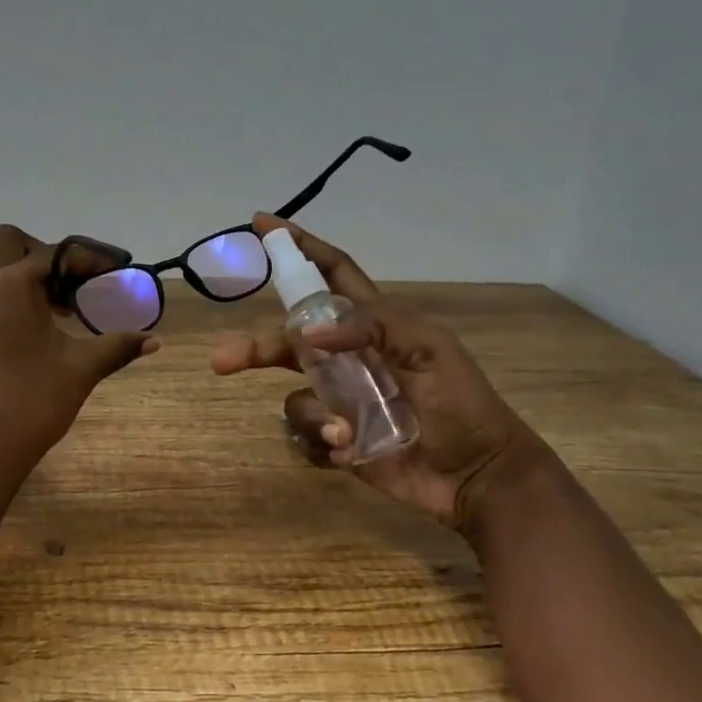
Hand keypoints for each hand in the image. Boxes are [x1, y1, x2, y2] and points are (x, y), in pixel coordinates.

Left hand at [0, 224, 159, 462]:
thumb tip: (154, 340)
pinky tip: (22, 337)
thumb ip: (117, 345)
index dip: (87, 260)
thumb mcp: (82, 368)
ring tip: (53, 314)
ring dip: (21, 281)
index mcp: (9, 284)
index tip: (111, 272)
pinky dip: (1, 305)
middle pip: (8, 244)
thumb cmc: (34, 400)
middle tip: (70, 284)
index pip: (53, 254)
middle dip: (42, 255)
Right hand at [211, 215, 542, 533]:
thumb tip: (307, 333)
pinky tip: (350, 453)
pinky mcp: (338, 440)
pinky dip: (320, 444)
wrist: (477, 476)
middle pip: (289, 340)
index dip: (299, 246)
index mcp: (373, 326)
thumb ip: (372, 326)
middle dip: (256, 347)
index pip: (331, 274)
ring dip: (315, 415)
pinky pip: (305, 436)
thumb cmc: (461, 404)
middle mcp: (348, 359)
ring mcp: (340, 401)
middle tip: (224, 360)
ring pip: (295, 397)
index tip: (261, 224)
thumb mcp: (429, 349)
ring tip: (346, 434)